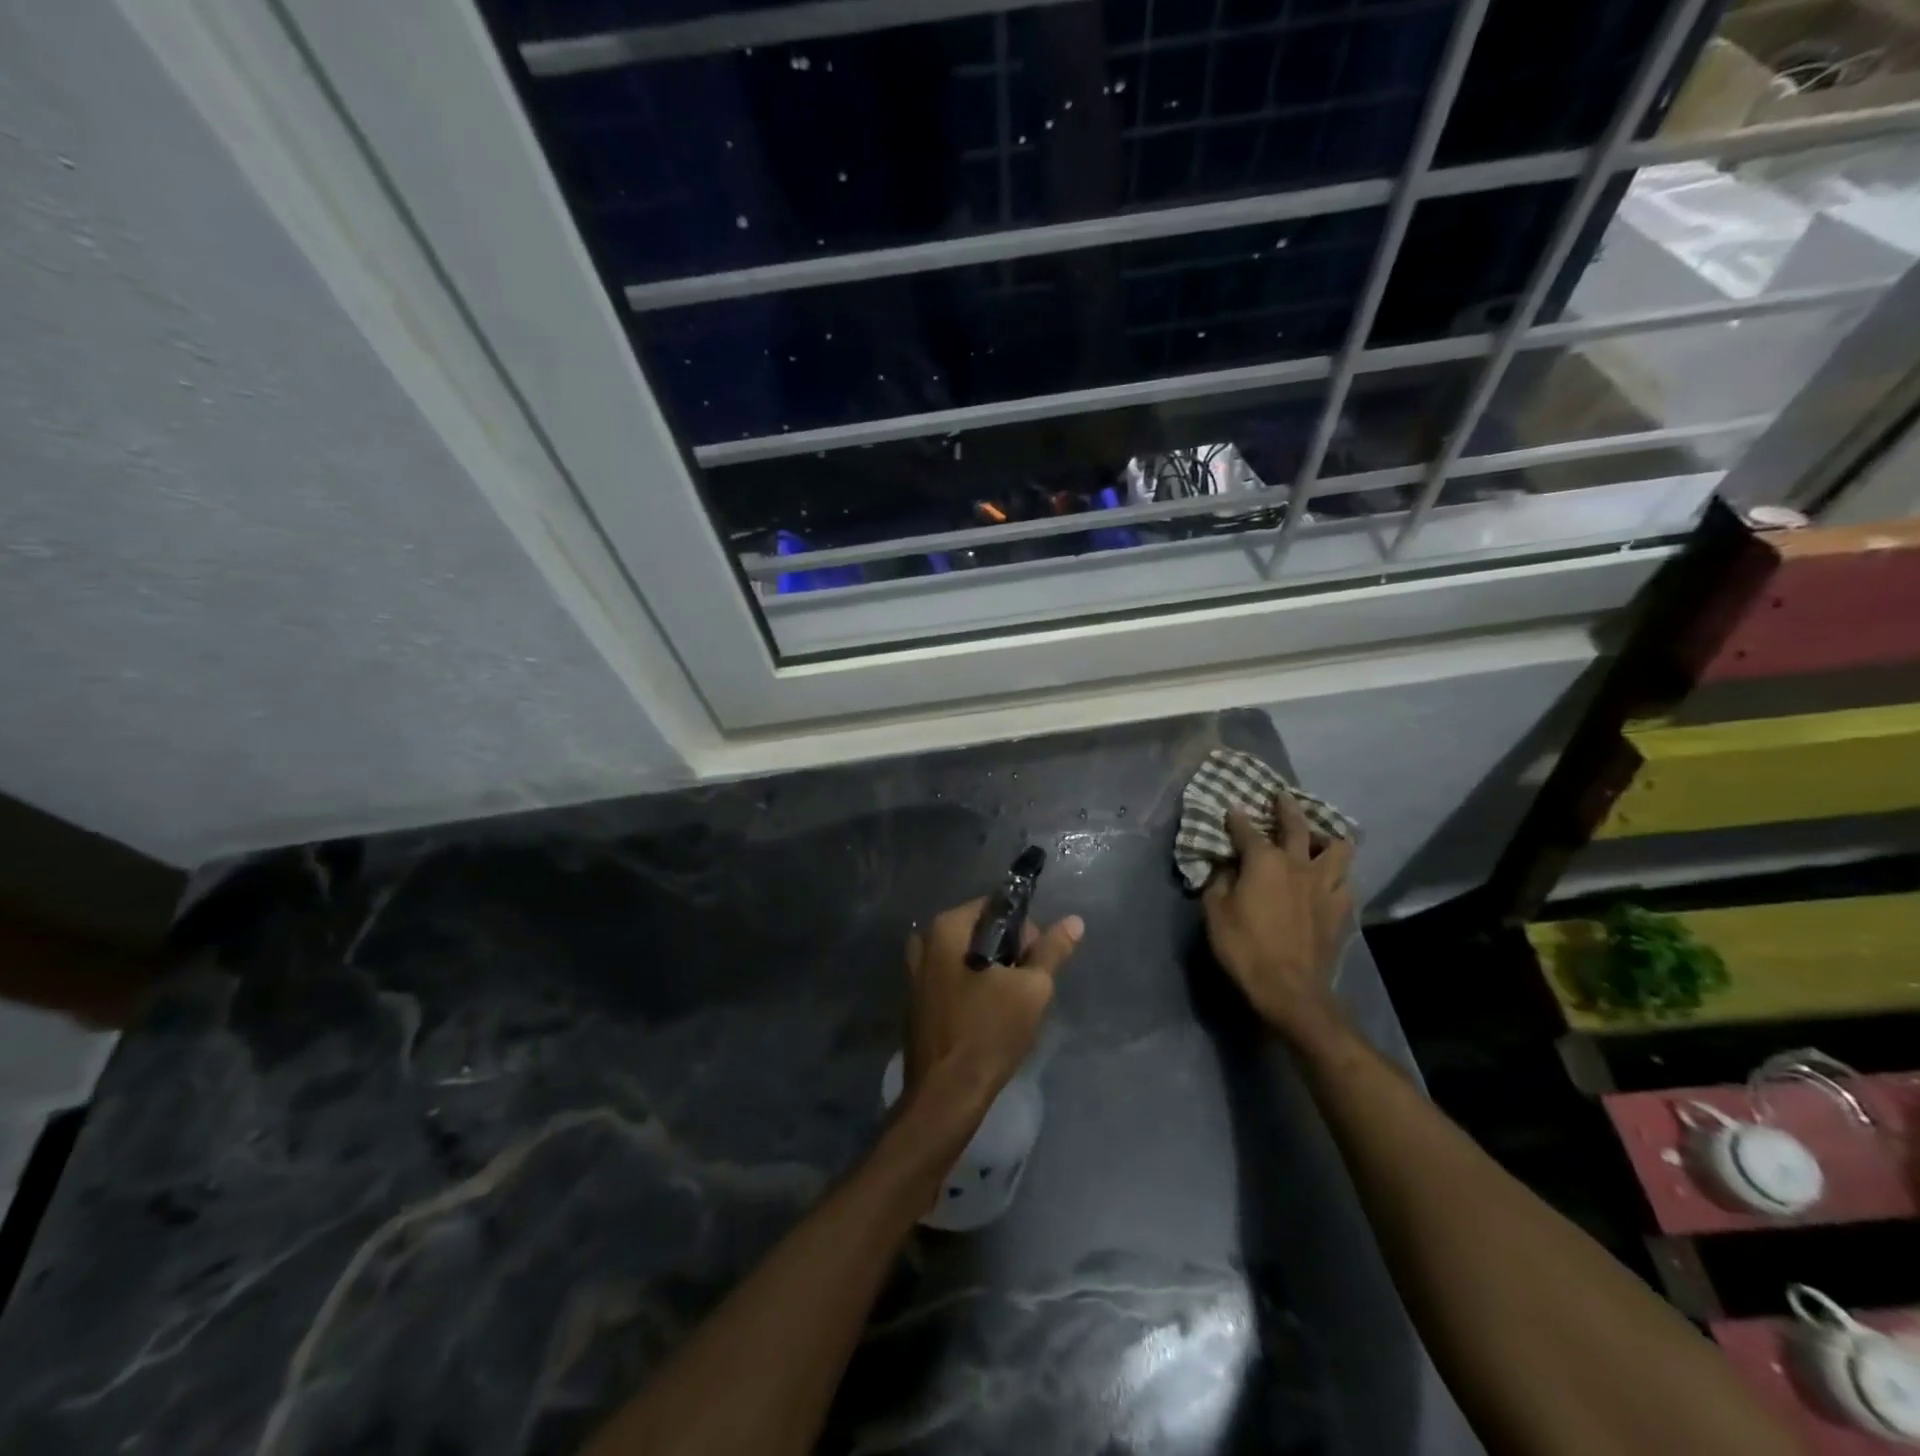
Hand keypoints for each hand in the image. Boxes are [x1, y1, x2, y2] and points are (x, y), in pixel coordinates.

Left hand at [904, 899, 1082, 1112]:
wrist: (946, 1094)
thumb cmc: (989, 1032)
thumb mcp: (1031, 989)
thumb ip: (1052, 950)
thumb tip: (1074, 921)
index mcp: (946, 928)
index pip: (995, 907)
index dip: (1023, 930)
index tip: (1036, 961)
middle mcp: (924, 941)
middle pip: (979, 931)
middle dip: (1007, 952)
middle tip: (1026, 985)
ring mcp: (914, 972)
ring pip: (965, 957)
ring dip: (990, 973)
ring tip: (1010, 1003)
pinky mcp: (915, 1000)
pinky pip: (951, 979)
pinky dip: (971, 988)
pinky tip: (987, 1016)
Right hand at [1201, 796, 1354, 1043]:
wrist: (1290, 990)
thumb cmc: (1245, 948)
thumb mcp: (1215, 913)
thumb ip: (1219, 883)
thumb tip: (1225, 867)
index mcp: (1264, 861)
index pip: (1247, 830)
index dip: (1237, 818)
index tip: (1231, 808)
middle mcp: (1298, 864)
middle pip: (1298, 825)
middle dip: (1287, 808)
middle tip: (1282, 797)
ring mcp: (1325, 886)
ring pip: (1338, 848)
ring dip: (1328, 837)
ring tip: (1320, 837)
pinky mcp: (1342, 909)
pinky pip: (1346, 881)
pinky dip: (1338, 873)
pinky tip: (1330, 879)